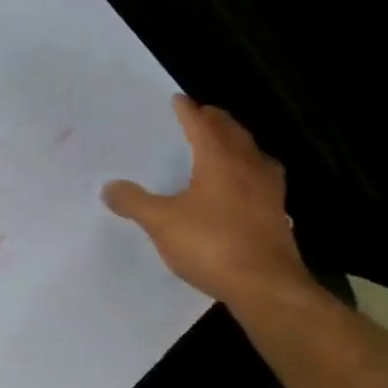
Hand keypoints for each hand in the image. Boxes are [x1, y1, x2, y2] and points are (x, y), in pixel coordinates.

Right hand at [102, 95, 311, 306]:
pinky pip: (263, 180)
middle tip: (203, 115)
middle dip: (217, 121)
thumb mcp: (159, 222)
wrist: (266, 288)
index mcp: (219, 161)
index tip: (178, 100)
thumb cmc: (211, 244)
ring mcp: (269, 193)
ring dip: (239, 144)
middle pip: (234, 134)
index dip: (188, 112)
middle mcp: (248, 169)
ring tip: (226, 144)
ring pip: (254, 155)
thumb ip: (134, 201)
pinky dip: (250, 172)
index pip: (202, 126)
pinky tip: (241, 187)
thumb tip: (109, 187)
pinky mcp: (277, 216)